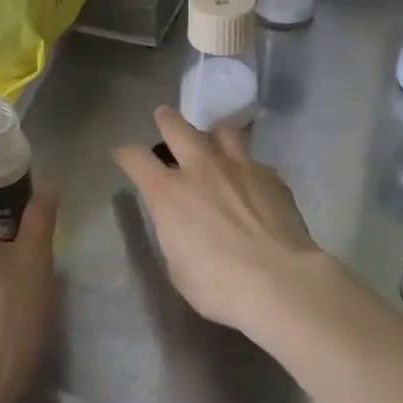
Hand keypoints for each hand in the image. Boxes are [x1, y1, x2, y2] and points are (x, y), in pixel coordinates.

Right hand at [113, 108, 322, 335]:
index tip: (122, 154)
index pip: (136, 159)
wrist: (280, 283)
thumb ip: (174, 233)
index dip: (125, 154)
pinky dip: (247, 169)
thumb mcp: (177, 266)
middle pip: (177, 128)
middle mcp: (201, 168)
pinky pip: (254, 162)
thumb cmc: (219, 285)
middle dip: (166, 121)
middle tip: (163, 117)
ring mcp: (239, 167)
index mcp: (168, 192)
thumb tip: (181, 223)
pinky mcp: (271, 177)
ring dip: (212, 136)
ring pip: (222, 132)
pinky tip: (251, 185)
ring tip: (214, 143)